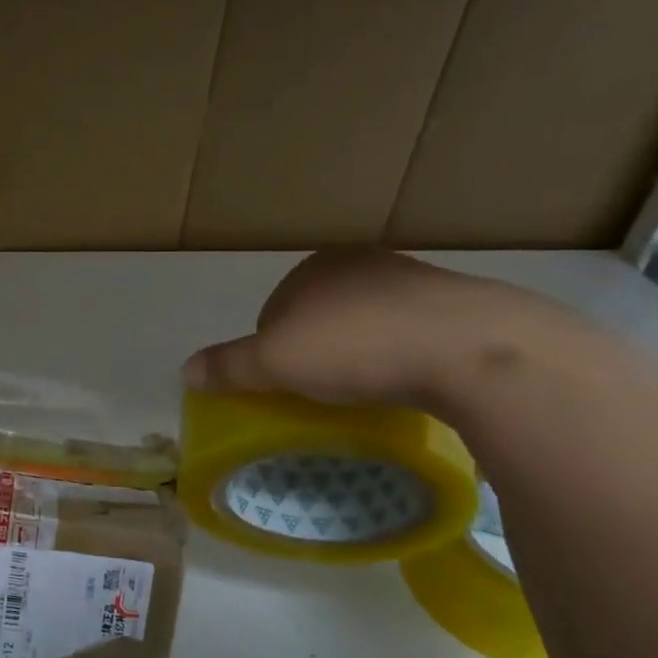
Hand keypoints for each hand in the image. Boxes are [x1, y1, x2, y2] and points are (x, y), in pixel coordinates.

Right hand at [181, 249, 598, 415]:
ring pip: (367, 323)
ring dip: (361, 354)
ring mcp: (414, 279)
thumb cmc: (357, 347)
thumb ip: (228, 365)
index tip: (285, 387)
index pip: (275, 311)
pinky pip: (412, 334)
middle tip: (323, 394)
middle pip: (320, 316)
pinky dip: (402, 357)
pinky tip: (409, 382)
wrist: (472, 348)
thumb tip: (185, 370)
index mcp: (315, 267)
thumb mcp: (275, 363)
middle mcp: (361, 264)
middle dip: (317, 352)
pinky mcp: (459, 305)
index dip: (271, 352)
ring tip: (368, 392)